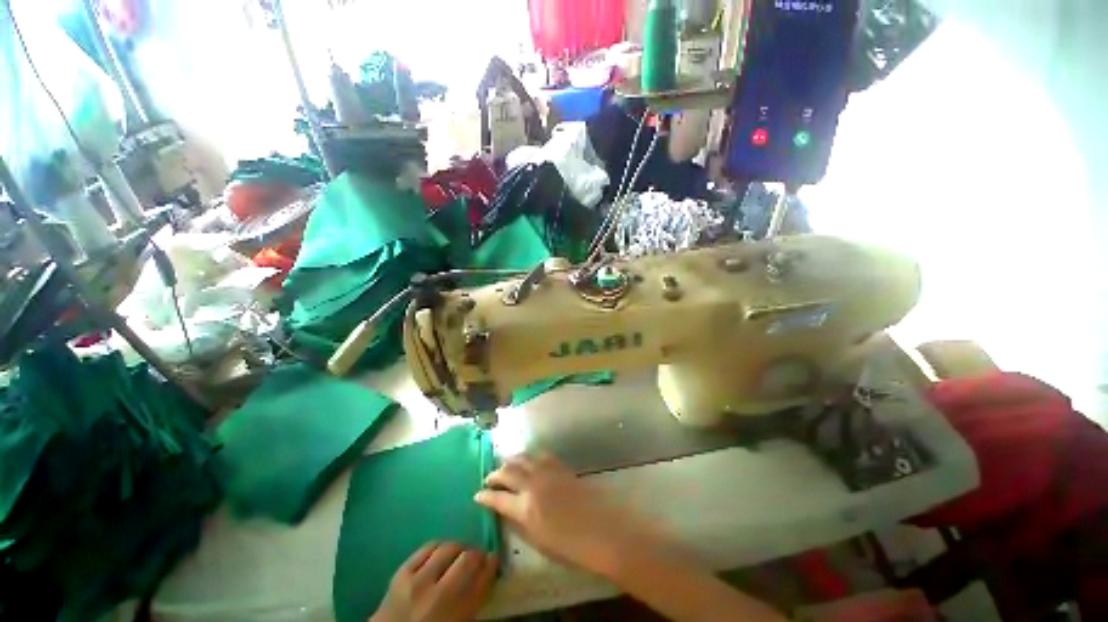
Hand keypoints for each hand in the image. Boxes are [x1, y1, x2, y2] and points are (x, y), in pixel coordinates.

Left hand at [371, 542, 496, 621]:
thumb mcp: (458, 620)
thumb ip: (473, 598)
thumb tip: (488, 568)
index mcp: (456, 614)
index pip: (483, 580)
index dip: (492, 565)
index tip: (493, 559)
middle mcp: (439, 596)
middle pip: (468, 559)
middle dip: (477, 554)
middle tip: (477, 556)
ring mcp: (418, 582)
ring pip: (449, 548)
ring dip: (459, 548)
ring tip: (458, 554)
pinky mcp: (402, 572)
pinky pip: (428, 547)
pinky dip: (439, 547)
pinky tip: (440, 553)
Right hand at [474, 453, 674, 576]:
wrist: (602, 530)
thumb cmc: (570, 546)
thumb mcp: (538, 540)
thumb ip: (519, 522)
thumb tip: (507, 509)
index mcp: (525, 508)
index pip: (497, 498)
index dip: (485, 496)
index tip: (477, 494)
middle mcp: (533, 484)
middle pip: (508, 471)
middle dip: (495, 474)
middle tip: (489, 478)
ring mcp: (548, 472)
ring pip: (523, 458)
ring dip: (511, 461)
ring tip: (506, 465)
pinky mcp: (561, 467)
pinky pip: (541, 455)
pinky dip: (530, 457)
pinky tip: (529, 460)